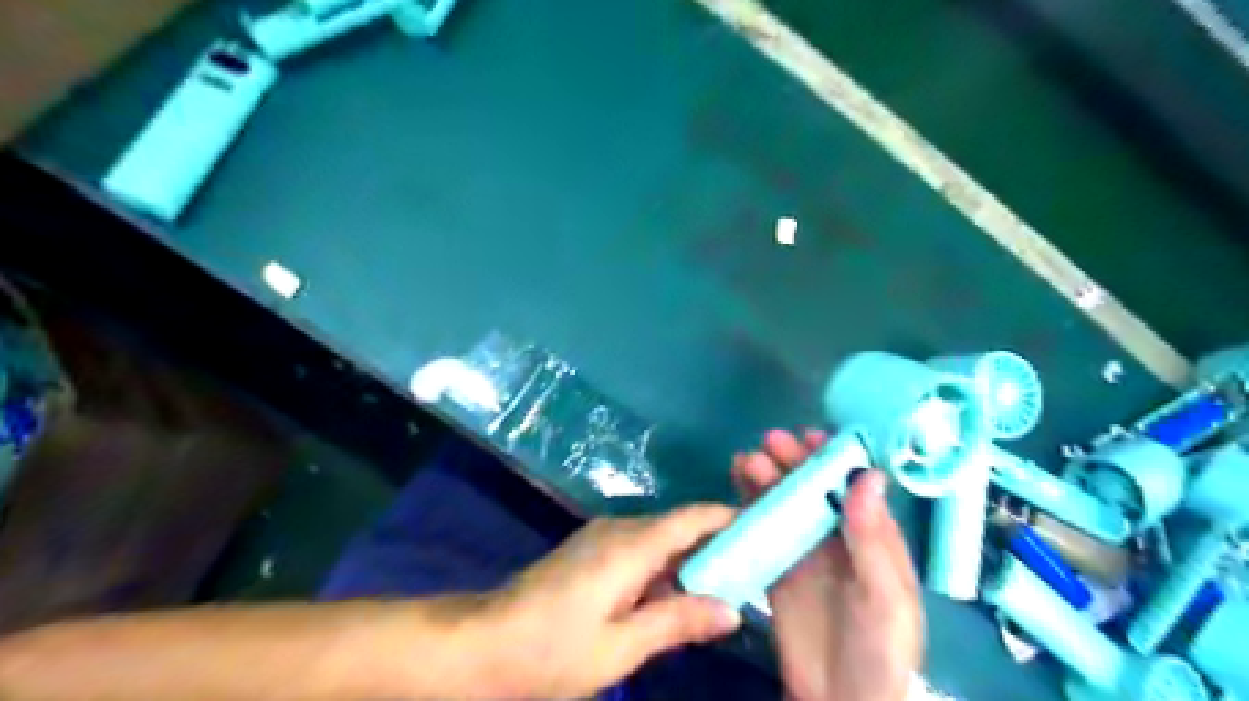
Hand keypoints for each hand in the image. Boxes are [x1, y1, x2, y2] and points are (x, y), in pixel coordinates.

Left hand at [481, 506, 738, 697]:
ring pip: (658, 537)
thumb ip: (677, 622)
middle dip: (714, 541)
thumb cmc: (552, 649)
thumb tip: (732, 610)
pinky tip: (673, 593)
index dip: (728, 517)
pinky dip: (663, 565)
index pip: (691, 518)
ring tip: (722, 582)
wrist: (484, 642)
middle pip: (677, 525)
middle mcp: (618, 529)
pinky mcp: (589, 550)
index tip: (762, 525)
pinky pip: (638, 548)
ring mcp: (600, 536)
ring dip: (688, 556)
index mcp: (630, 546)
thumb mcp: (621, 647)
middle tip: (752, 566)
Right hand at [734, 429, 924, 699]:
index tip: (811, 436)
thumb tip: (867, 475)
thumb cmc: (879, 651)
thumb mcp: (885, 598)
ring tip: (745, 461)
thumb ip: (873, 540)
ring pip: (784, 505)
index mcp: (873, 538)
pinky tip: (734, 490)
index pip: (854, 486)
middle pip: (813, 489)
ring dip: (766, 480)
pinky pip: (761, 531)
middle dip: (793, 463)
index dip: (834, 457)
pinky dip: (748, 508)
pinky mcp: (777, 570)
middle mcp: (837, 537)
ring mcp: (805, 552)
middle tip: (769, 442)